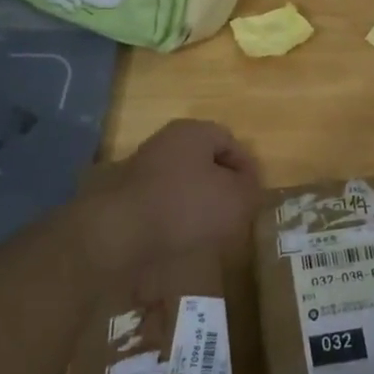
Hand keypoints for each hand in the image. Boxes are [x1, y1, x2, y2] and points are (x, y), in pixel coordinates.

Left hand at [85, 119, 261, 269]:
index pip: (229, 140)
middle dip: (222, 186)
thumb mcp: (236, 199)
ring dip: (198, 204)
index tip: (255, 194)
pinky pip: (161, 205)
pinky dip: (174, 219)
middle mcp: (165, 144)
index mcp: (192, 132)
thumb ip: (251, 189)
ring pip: (182, 184)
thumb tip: (248, 188)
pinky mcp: (125, 198)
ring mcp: (141, 170)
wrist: (117, 234)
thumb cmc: (185, 206)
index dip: (247, 166)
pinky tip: (182, 240)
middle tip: (236, 212)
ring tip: (211, 232)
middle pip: (204, 161)